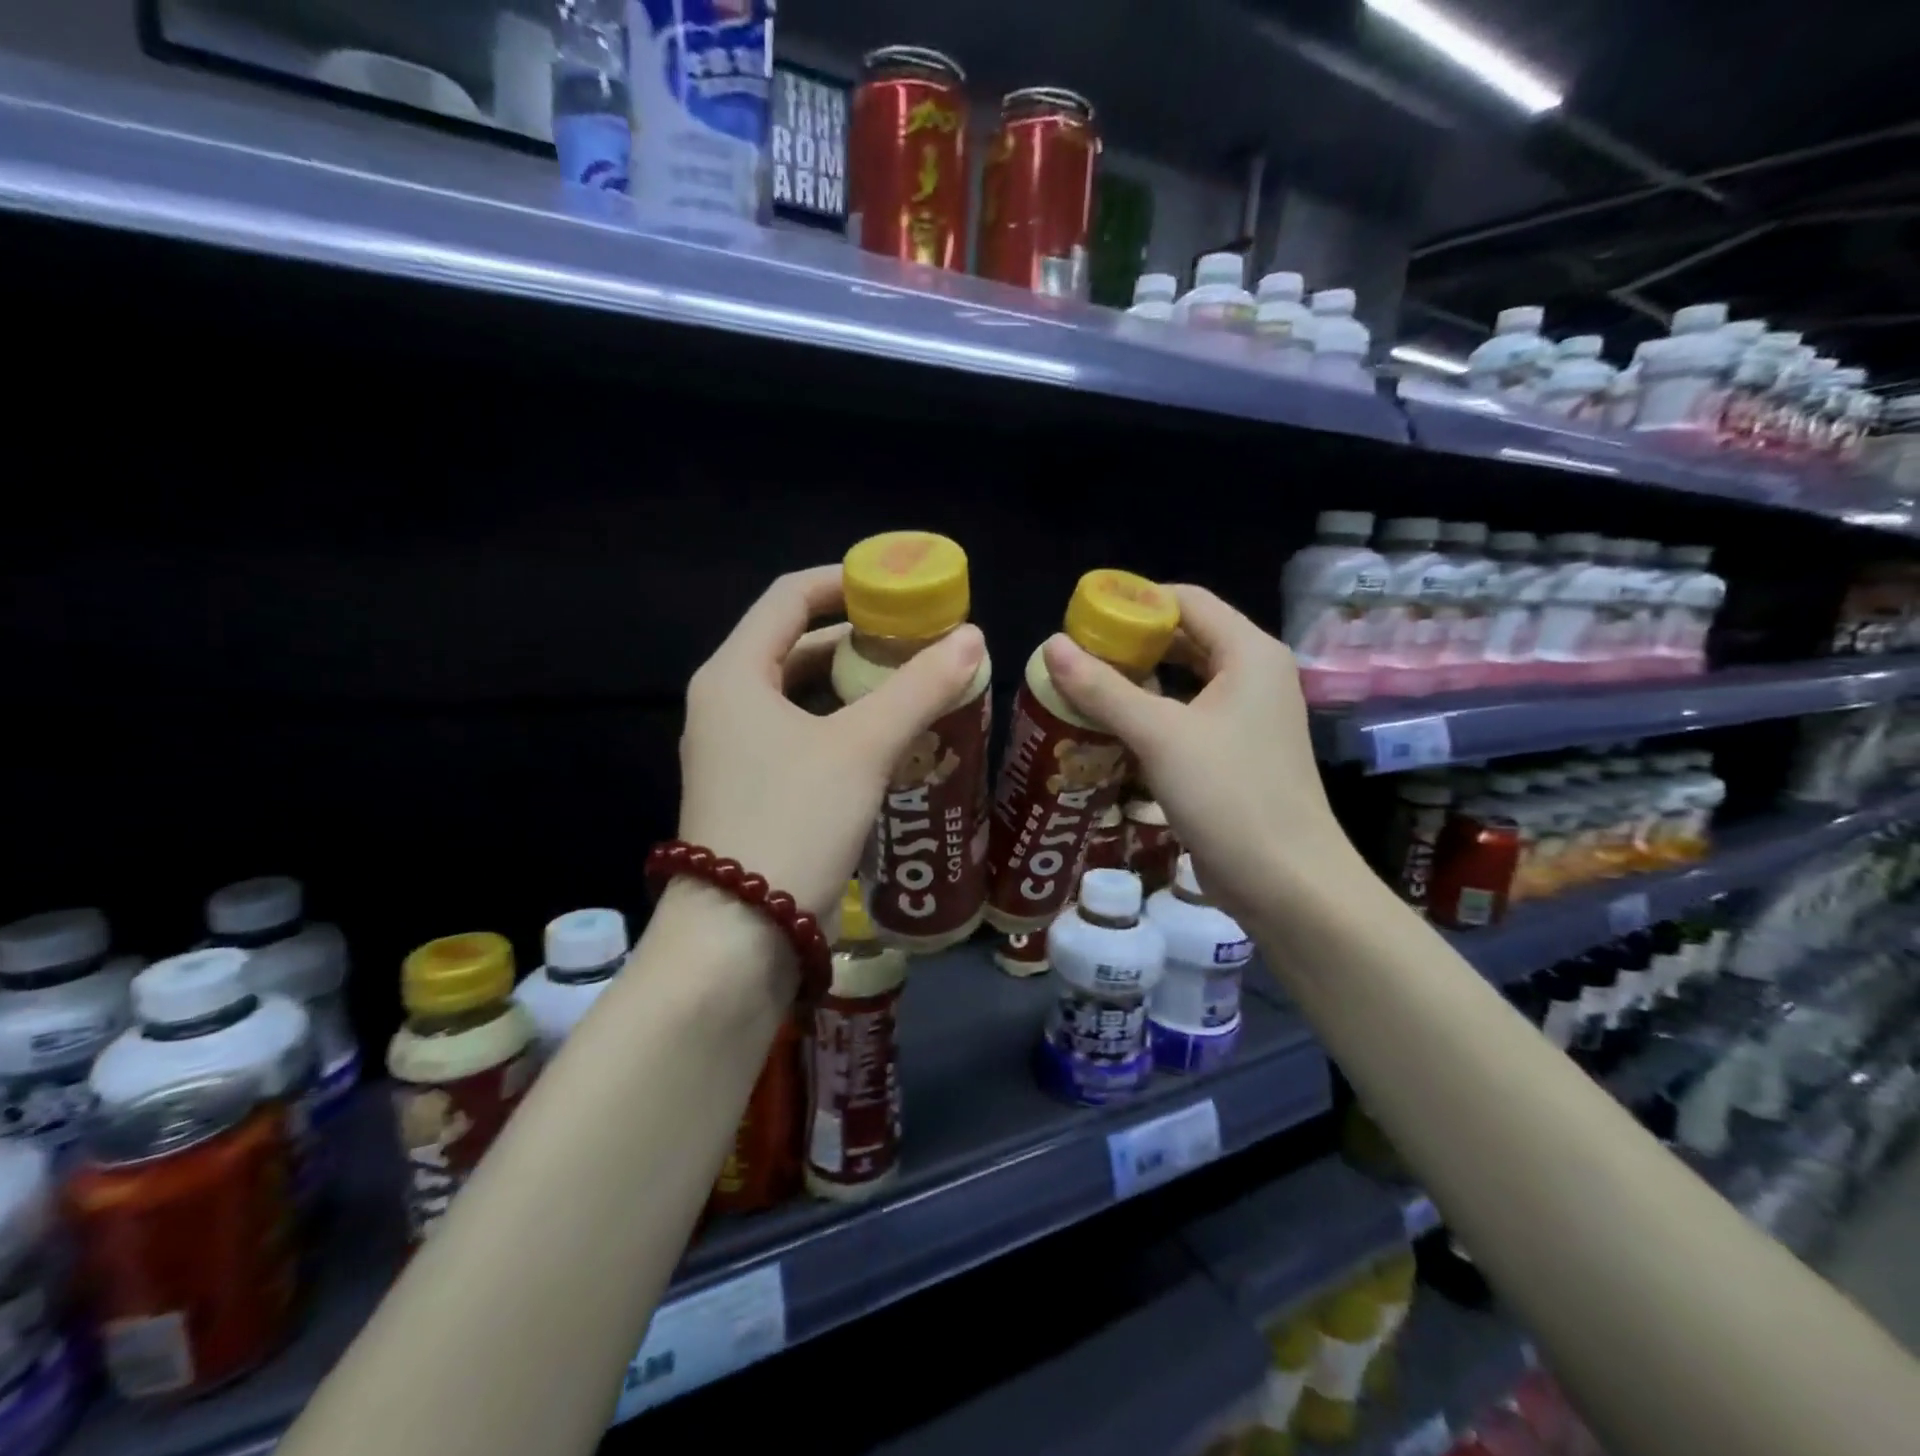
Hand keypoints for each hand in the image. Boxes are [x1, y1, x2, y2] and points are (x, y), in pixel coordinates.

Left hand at [678, 566, 986, 920]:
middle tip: (919, 643)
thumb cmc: (794, 821)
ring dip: (855, 688)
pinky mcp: (754, 792)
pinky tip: (891, 741)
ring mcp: (736, 752)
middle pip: (795, 647)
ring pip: (801, 697)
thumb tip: (973, 637)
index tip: (898, 587)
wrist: (740, 938)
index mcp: (734, 675)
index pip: (788, 598)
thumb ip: (919, 688)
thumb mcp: (863, 747)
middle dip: (858, 641)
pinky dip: (844, 728)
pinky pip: (803, 738)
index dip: (844, 582)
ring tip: (915, 687)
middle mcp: (726, 705)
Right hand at [1040, 585, 1359, 927]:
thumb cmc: (1229, 795)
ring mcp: (1249, 716)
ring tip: (1086, 687)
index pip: (1186, 600)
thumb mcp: (1159, 735)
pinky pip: (1189, 715)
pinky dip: (1153, 712)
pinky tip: (1114, 727)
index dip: (1134, 602)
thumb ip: (1103, 688)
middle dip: (1131, 643)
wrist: (1287, 882)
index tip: (1083, 620)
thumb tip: (1051, 646)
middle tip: (1076, 656)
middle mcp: (1254, 674)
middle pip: (1186, 637)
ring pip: (1186, 679)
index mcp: (1249, 653)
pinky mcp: (1237, 752)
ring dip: (1139, 680)